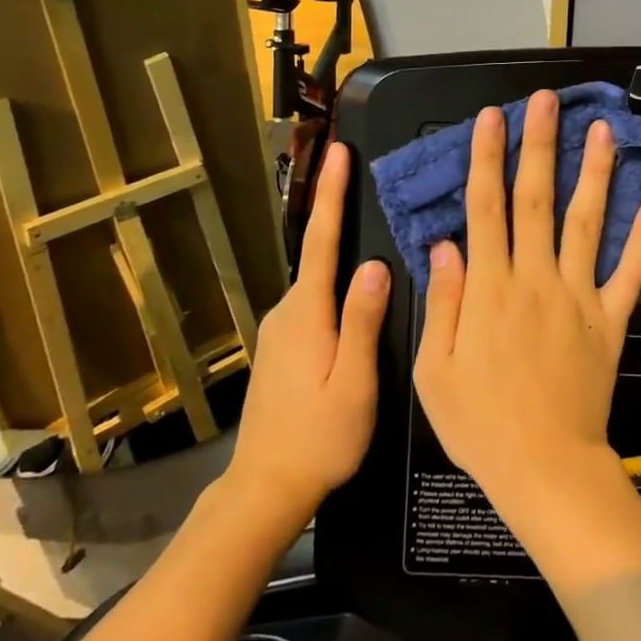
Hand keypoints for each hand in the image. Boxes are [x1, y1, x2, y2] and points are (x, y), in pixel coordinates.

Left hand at [221, 142, 387, 528]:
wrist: (266, 488)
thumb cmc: (319, 438)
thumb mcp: (354, 383)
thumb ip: (363, 322)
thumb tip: (375, 264)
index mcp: (307, 314)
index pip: (321, 241)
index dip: (331, 194)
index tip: (337, 152)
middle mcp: (288, 312)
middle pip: (319, 253)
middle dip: (338, 213)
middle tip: (366, 180)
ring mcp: (280, 330)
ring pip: (318, 280)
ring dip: (339, 253)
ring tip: (372, 238)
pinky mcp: (282, 347)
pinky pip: (314, 301)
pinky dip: (334, 285)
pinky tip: (355, 296)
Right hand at [415, 92, 640, 521]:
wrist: (545, 468)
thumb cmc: (480, 424)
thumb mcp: (435, 369)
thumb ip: (443, 301)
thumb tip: (445, 244)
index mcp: (490, 289)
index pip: (486, 208)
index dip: (487, 159)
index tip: (492, 118)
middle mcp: (535, 279)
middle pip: (537, 199)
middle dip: (539, 145)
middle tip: (546, 102)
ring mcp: (578, 296)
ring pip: (585, 222)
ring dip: (594, 173)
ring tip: (602, 130)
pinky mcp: (611, 319)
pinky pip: (630, 273)